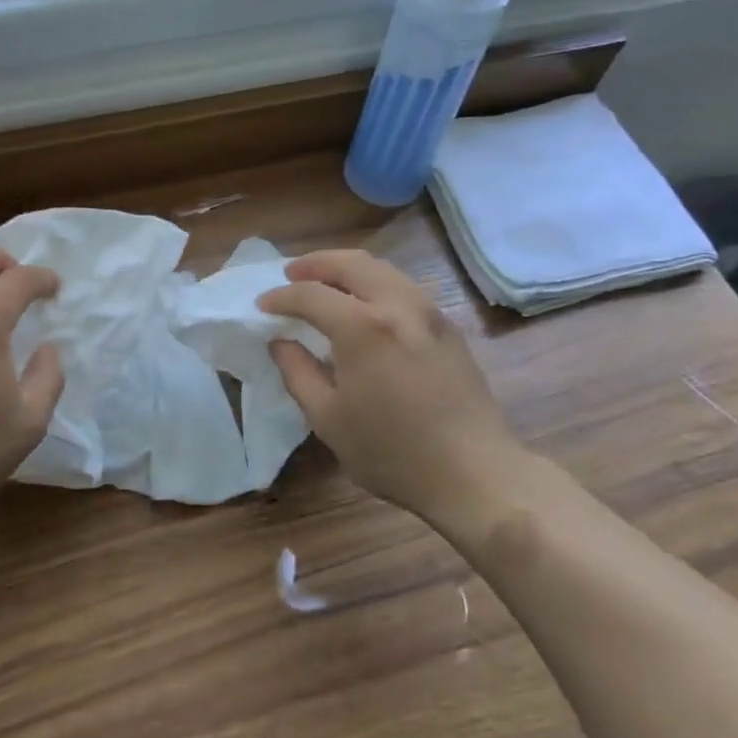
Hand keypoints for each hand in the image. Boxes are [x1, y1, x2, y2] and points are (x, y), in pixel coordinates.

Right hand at [259, 250, 517, 515]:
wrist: (475, 473)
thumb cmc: (392, 452)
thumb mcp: (328, 418)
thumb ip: (297, 372)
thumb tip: (280, 342)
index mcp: (363, 327)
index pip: (311, 295)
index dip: (281, 298)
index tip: (262, 306)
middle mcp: (398, 305)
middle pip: (351, 264)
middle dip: (315, 264)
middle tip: (291, 276)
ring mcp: (429, 312)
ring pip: (382, 270)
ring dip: (347, 269)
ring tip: (325, 284)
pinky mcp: (448, 327)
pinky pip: (403, 287)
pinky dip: (374, 283)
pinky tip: (364, 305)